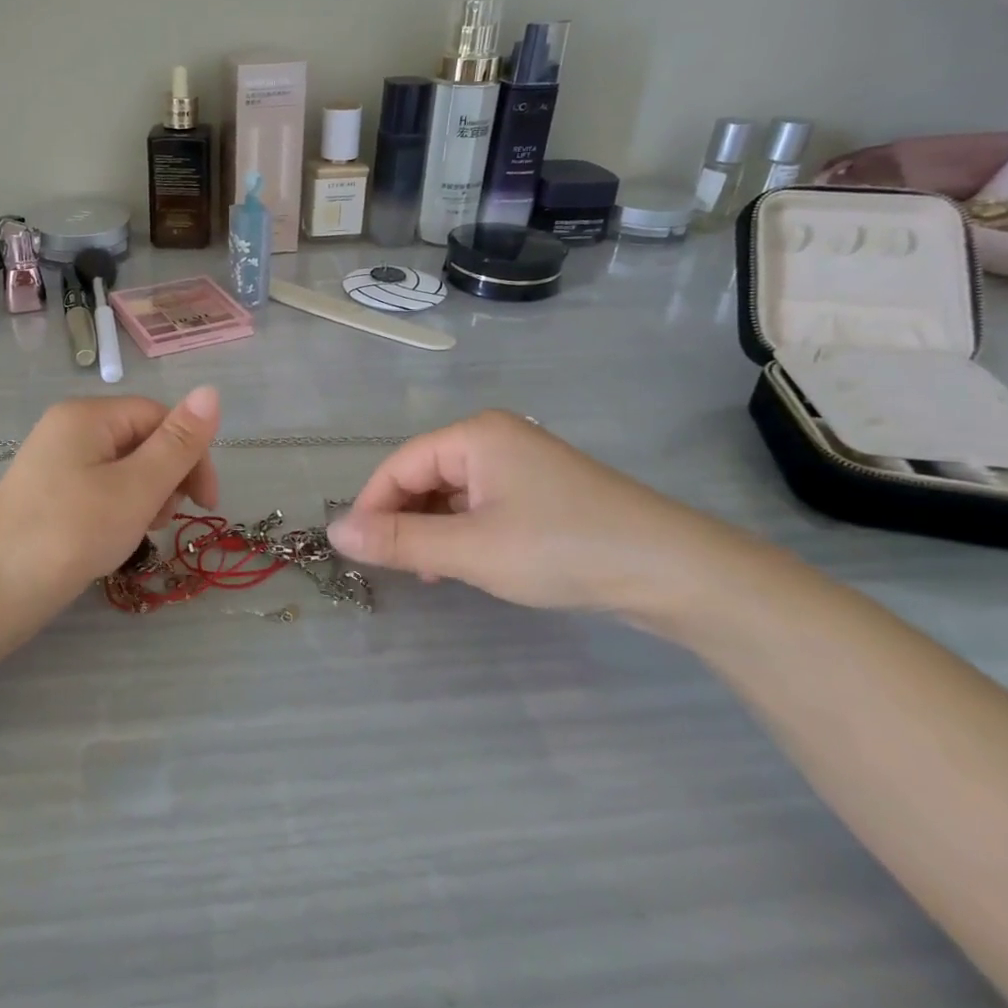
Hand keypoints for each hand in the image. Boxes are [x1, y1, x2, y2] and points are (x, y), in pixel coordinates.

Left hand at [0, 387, 221, 603]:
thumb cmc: (71, 534)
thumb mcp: (137, 488)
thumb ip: (178, 443)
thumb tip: (212, 390)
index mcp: (88, 415)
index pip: (159, 416)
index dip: (191, 454)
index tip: (205, 504)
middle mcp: (68, 427)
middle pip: (141, 439)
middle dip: (166, 478)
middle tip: (163, 521)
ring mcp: (54, 460)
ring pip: (123, 467)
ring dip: (145, 496)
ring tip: (138, 532)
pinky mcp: (47, 491)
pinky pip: (99, 487)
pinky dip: (118, 508)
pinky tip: (114, 538)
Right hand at [327, 410, 761, 626]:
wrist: (672, 571)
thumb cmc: (561, 549)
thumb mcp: (471, 549)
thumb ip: (399, 541)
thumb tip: (335, 532)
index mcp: (475, 435)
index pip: (400, 464)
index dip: (372, 506)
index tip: (357, 552)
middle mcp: (495, 438)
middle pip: (425, 475)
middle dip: (404, 519)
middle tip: (397, 567)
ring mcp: (522, 464)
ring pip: (453, 493)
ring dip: (433, 530)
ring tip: (430, 572)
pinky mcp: (543, 492)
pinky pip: (483, 505)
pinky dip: (464, 532)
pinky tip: (466, 564)